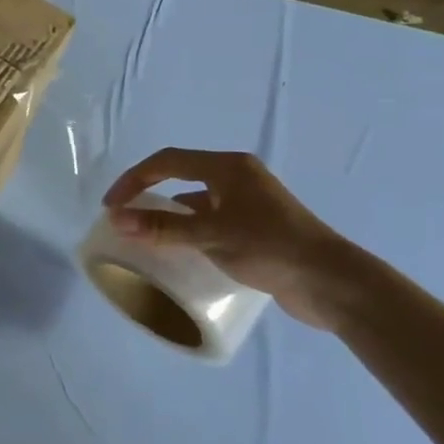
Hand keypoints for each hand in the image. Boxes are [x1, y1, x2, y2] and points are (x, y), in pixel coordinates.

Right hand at [102, 150, 360, 328]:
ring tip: (146, 236)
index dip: (134, 179)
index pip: (167, 161)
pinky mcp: (256, 227)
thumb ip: (163, 227)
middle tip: (124, 217)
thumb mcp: (212, 235)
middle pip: (180, 176)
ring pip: (196, 200)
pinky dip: (189, 231)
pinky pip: (210, 220)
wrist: (332, 283)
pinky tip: (181, 252)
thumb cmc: (272, 248)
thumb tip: (116, 219)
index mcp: (228, 167)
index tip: (111, 206)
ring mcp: (248, 202)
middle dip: (148, 193)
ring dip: (169, 214)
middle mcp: (237, 177)